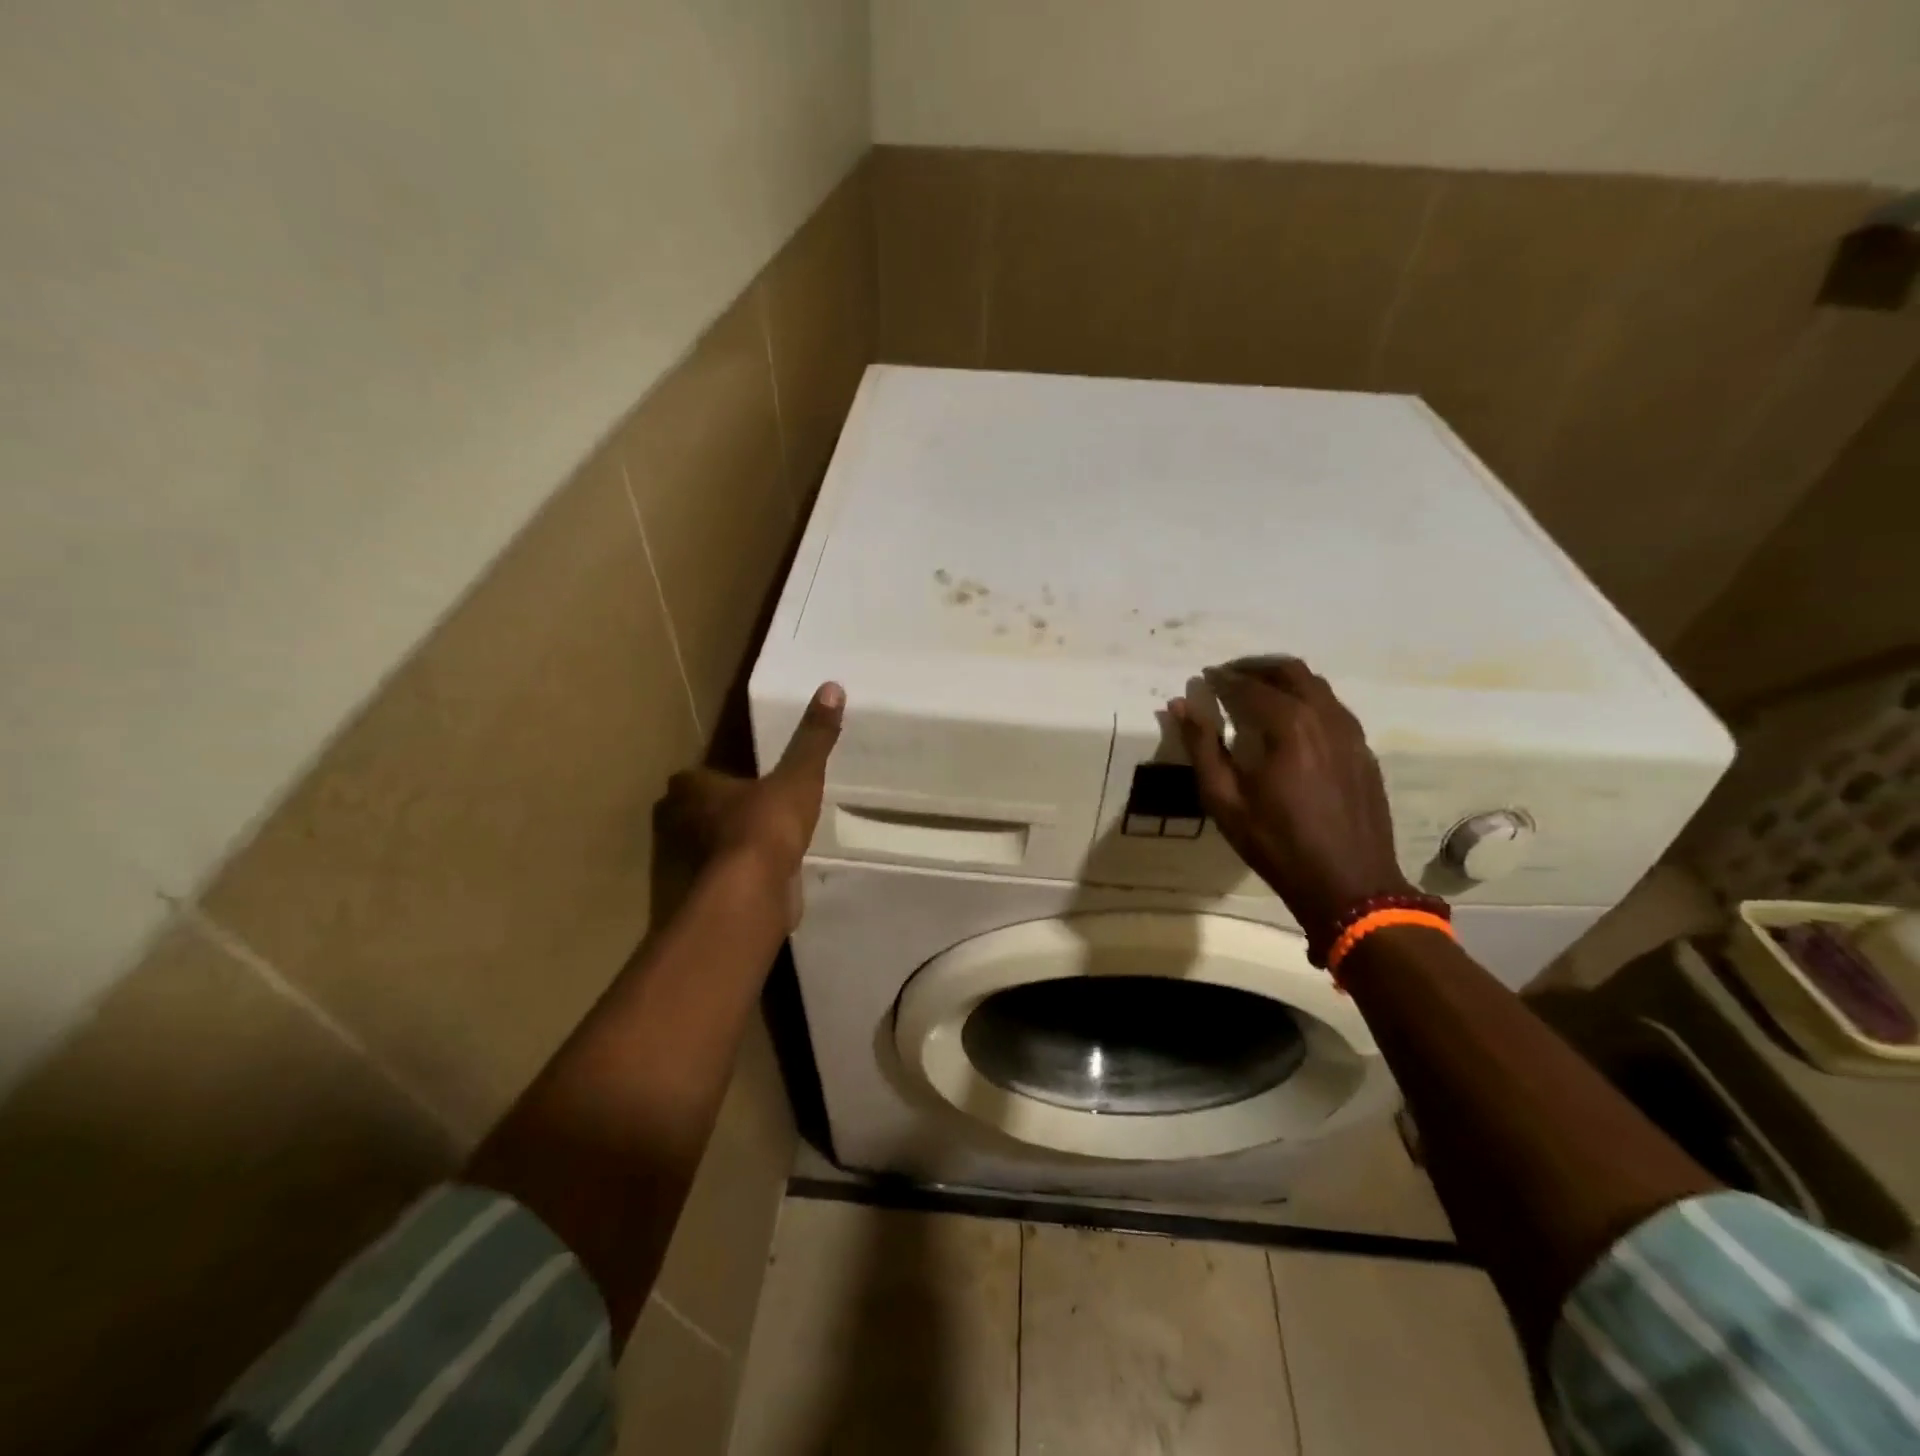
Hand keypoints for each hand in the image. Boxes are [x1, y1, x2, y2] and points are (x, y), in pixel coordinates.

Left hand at [663, 683, 843, 912]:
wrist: (753, 893)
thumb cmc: (766, 824)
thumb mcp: (798, 775)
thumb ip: (813, 738)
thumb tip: (832, 687)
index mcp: (695, 790)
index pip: (691, 778)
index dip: (710, 778)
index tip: (734, 778)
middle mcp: (683, 825)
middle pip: (694, 813)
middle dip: (716, 811)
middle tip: (749, 807)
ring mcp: (693, 865)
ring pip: (707, 847)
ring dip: (728, 844)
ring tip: (762, 840)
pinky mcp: (708, 896)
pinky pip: (725, 878)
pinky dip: (741, 876)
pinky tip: (767, 873)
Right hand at [1168, 658, 1411, 936]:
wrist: (1350, 886)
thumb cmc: (1277, 844)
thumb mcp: (1224, 800)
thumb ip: (1202, 746)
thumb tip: (1180, 705)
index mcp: (1289, 726)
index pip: (1250, 686)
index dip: (1223, 678)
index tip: (1204, 678)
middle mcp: (1325, 718)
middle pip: (1291, 671)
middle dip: (1256, 668)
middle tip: (1229, 676)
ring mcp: (1352, 734)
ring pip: (1318, 687)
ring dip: (1284, 681)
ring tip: (1257, 694)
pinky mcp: (1364, 752)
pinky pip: (1334, 709)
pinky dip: (1307, 702)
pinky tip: (1290, 725)